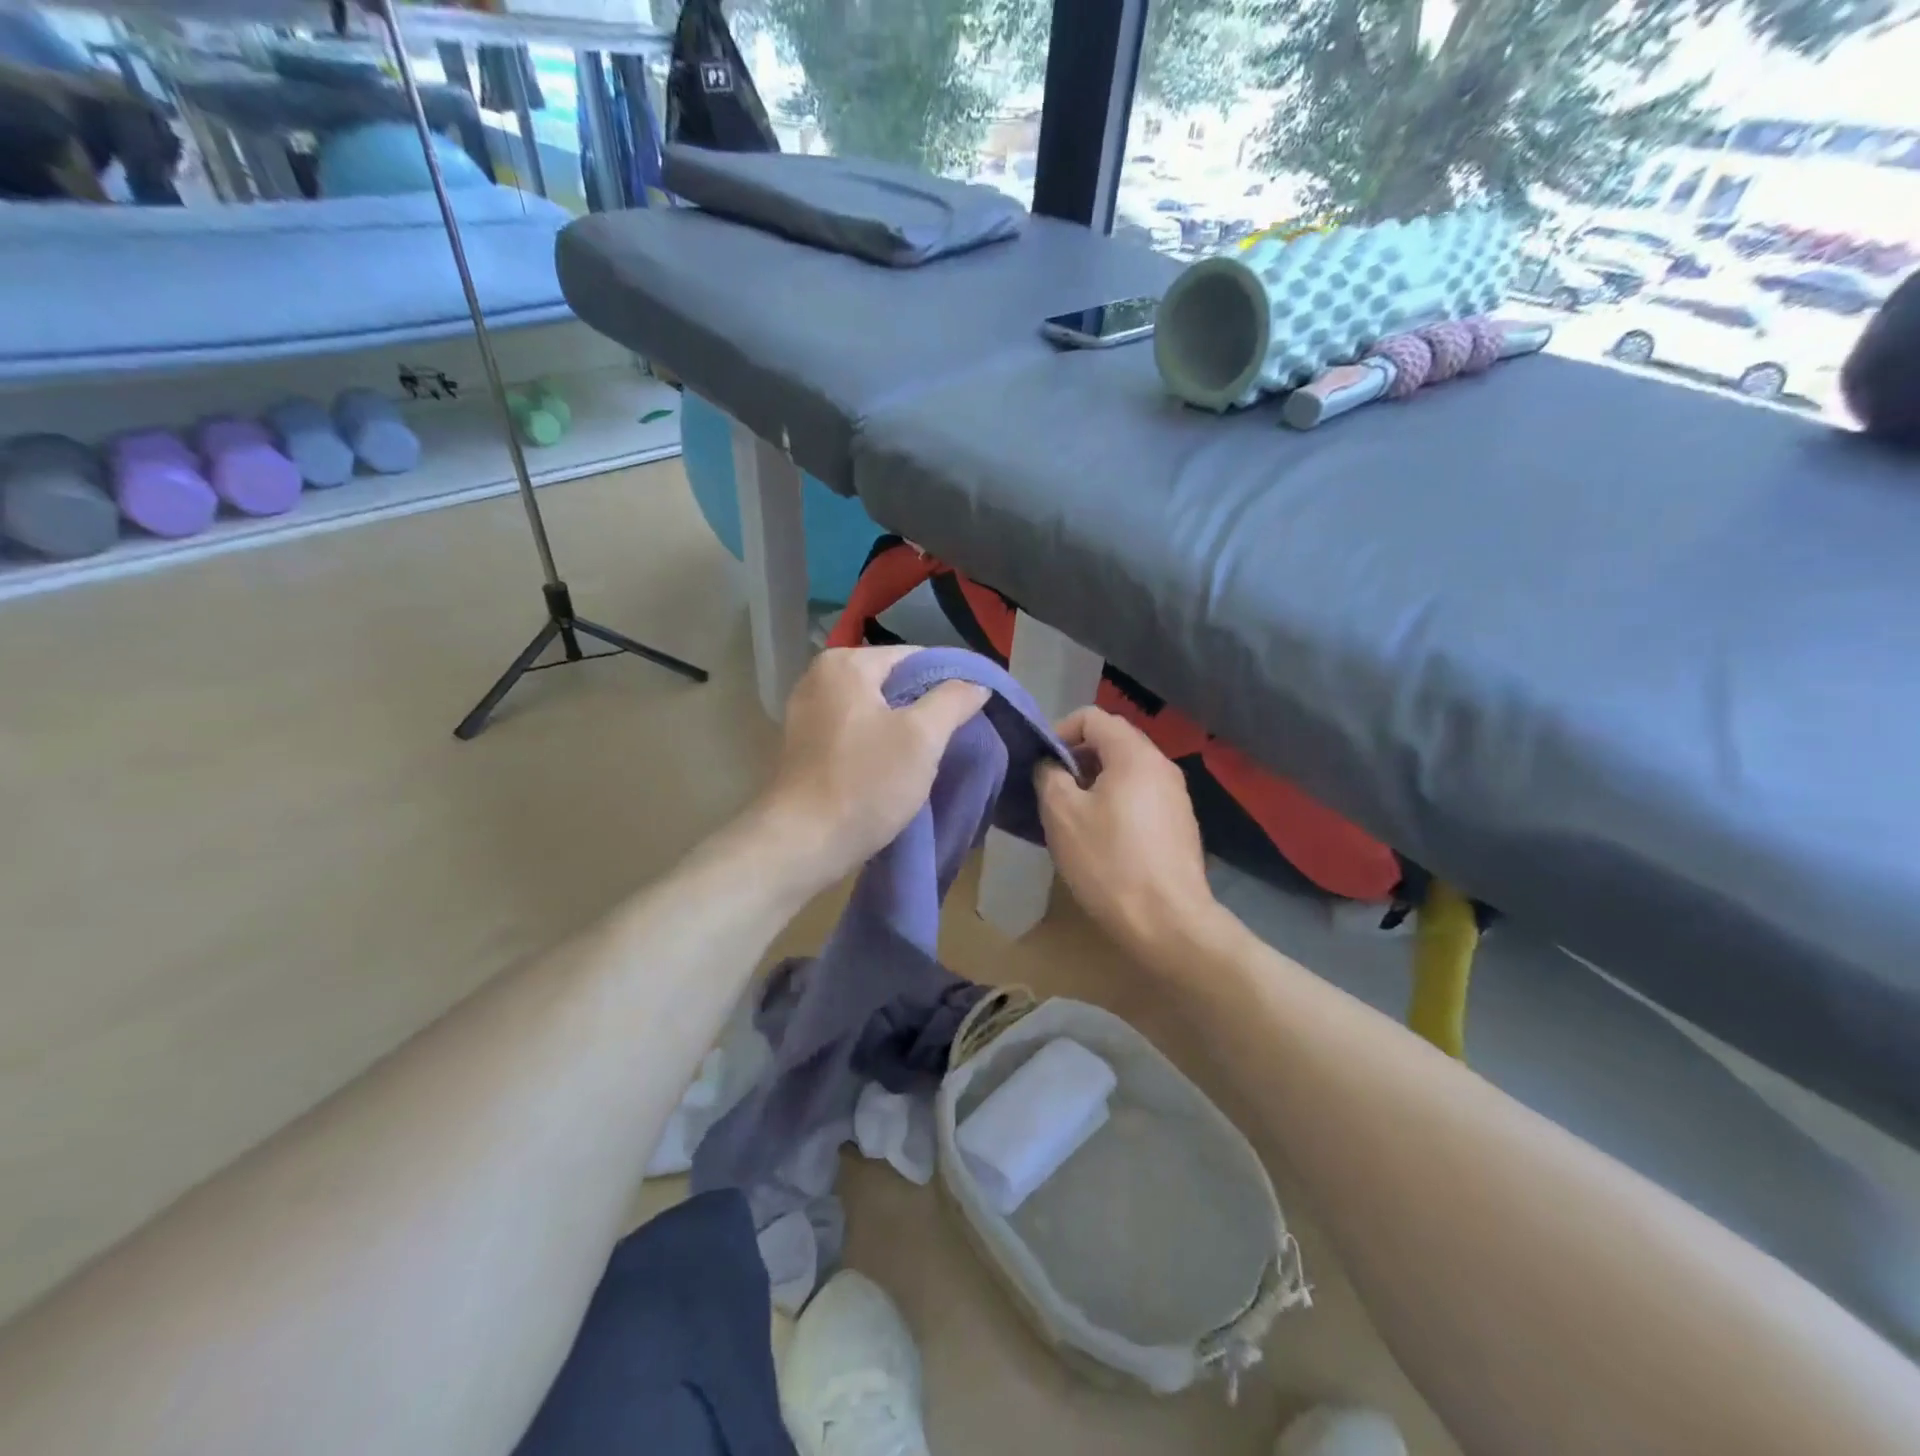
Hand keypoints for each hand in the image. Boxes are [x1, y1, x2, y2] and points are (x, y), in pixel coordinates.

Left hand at [757, 647, 988, 888]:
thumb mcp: (922, 738)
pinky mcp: (804, 744)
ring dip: (902, 727)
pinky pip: (854, 730)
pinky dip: (877, 742)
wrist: (802, 843)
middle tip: (954, 736)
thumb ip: (953, 700)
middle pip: (892, 680)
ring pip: (874, 708)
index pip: (915, 656)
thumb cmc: (865, 783)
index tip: (973, 711)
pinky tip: (894, 768)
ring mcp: (806, 711)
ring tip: (929, 756)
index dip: (949, 681)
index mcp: (845, 663)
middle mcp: (819, 677)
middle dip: (925, 706)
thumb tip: (977, 683)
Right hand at [1036, 707, 1217, 956]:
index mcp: (1135, 754)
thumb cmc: (1109, 862)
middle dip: (1077, 759)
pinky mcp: (1181, 825)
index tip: (1041, 764)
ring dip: (1095, 783)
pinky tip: (1102, 839)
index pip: (1093, 716)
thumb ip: (1049, 775)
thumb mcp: (1062, 814)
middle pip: (1113, 741)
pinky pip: (1141, 797)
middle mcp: (1162, 766)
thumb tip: (1051, 764)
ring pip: (1127, 772)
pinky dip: (1116, 803)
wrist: (1169, 923)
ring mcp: (1177, 796)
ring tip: (1073, 817)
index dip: (1060, 731)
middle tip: (1052, 791)